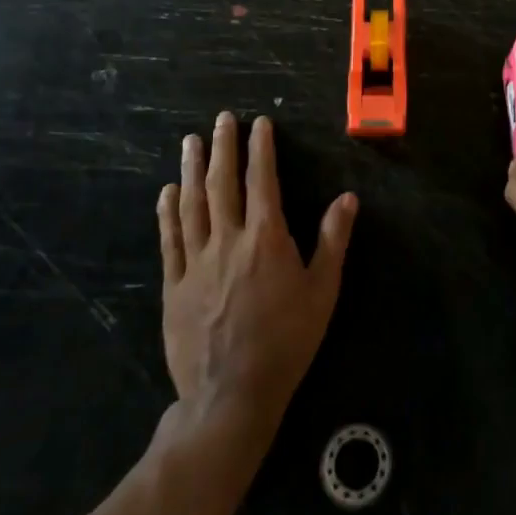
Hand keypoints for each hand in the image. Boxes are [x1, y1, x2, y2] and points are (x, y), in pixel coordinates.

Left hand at [159, 113, 356, 433]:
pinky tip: (167, 192)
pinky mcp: (174, 287)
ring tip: (190, 141)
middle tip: (221, 119)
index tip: (259, 123)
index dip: (260, 149)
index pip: (262, 181)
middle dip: (223, 147)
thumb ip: (332, 240)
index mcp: (266, 238)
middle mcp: (229, 240)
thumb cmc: (287, 341)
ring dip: (192, 169)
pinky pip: (170, 241)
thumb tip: (348, 198)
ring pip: (192, 205)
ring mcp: (196, 263)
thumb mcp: (322, 290)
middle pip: (223, 184)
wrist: (231, 395)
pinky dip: (168, 213)